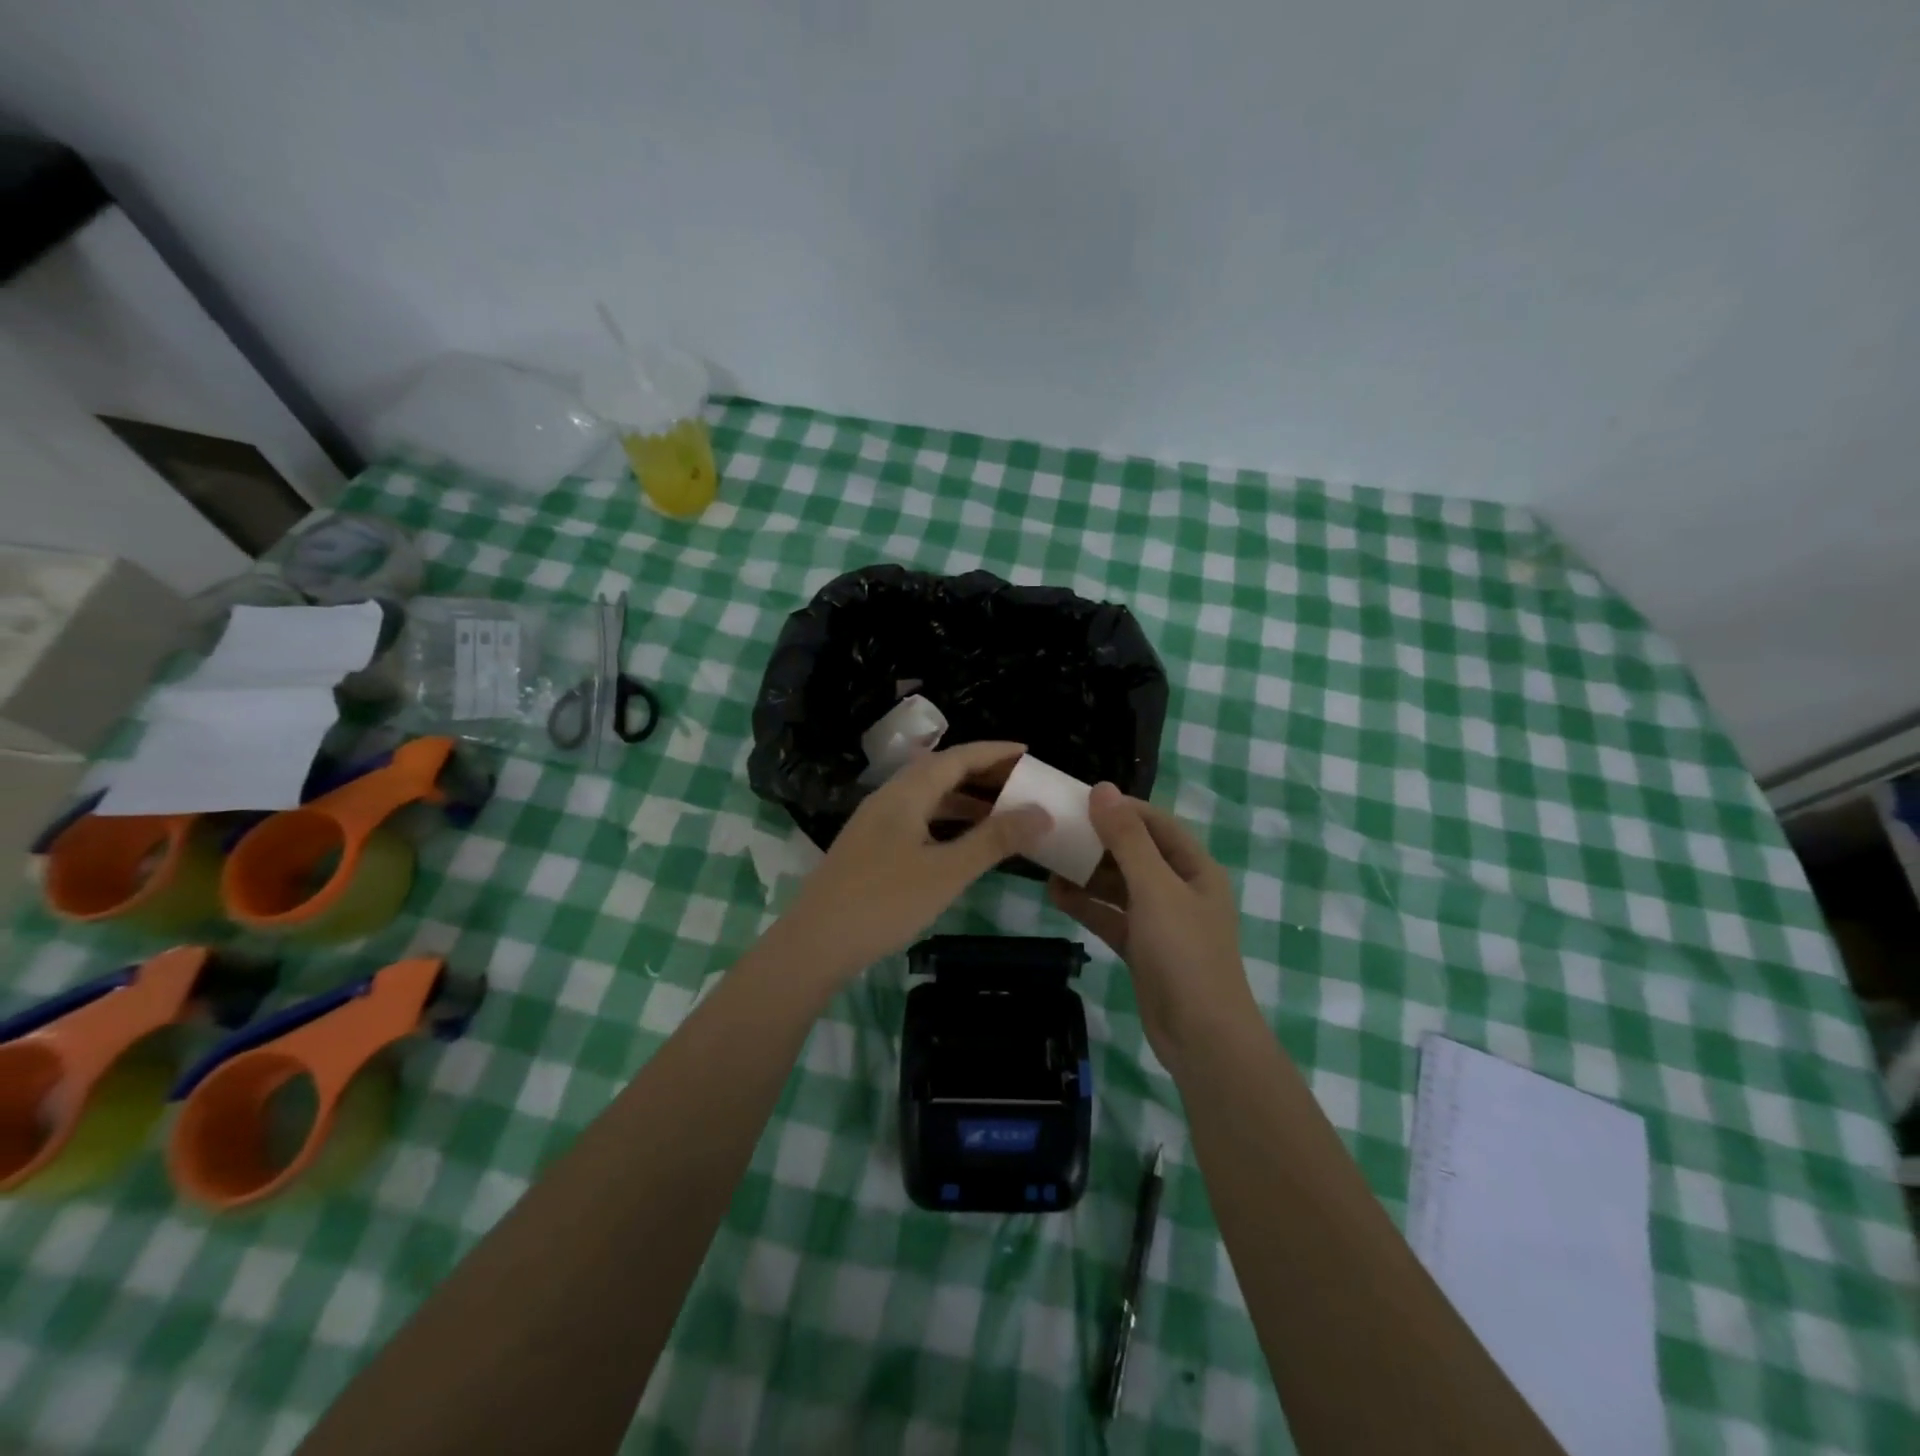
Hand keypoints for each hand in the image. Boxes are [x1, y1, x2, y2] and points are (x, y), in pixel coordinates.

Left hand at [773, 741, 1050, 986]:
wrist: (814, 943)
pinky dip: (946, 822)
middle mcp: (889, 798)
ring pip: (928, 798)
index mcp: (906, 793)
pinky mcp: (870, 847)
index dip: (994, 752)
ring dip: (964, 800)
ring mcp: (875, 823)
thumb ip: (995, 840)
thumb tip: (1042, 812)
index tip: (1028, 752)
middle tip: (1021, 783)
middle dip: (982, 773)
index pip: (957, 757)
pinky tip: (962, 844)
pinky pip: (917, 819)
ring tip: (1001, 813)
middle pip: (941, 772)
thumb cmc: (884, 902)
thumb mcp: (947, 871)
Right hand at [1049, 784, 1256, 1068]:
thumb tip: (1102, 789)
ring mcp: (1160, 921)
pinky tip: (1054, 894)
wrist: (1202, 1037)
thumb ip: (1127, 839)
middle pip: (1134, 852)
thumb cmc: (1184, 953)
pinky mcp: (1142, 948)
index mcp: (1194, 868)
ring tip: (1047, 858)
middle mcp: (1179, 889)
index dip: (1121, 808)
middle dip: (1097, 840)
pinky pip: (1110, 916)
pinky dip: (1086, 905)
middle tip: (1055, 828)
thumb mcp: (1155, 888)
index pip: (1155, 823)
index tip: (1079, 798)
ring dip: (1087, 873)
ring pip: (1118, 885)